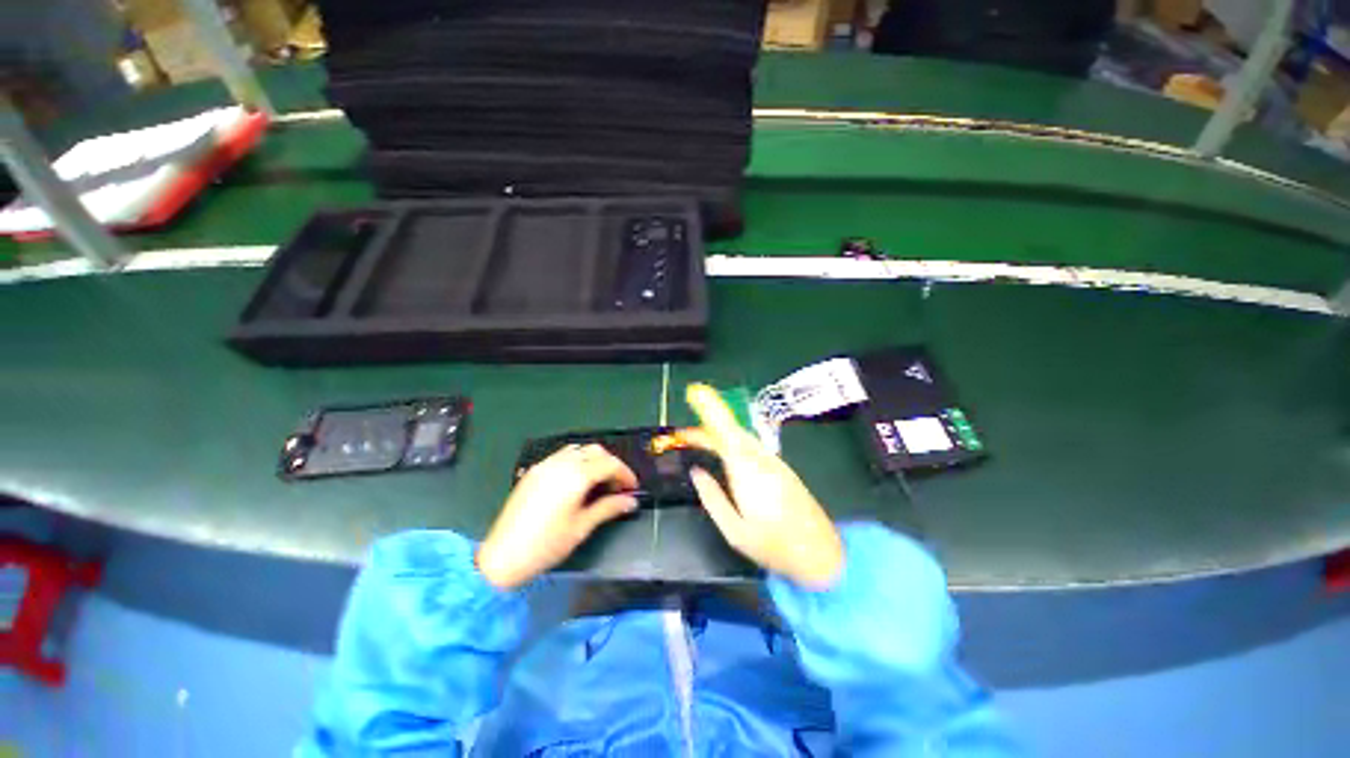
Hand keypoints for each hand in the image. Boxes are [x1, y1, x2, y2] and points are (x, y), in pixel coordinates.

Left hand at [476, 444, 638, 589]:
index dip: (625, 474)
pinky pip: (562, 455)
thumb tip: (630, 502)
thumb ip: (608, 508)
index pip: (610, 464)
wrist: (503, 556)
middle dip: (611, 465)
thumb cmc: (547, 544)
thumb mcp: (582, 527)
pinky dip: (577, 461)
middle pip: (596, 451)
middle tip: (617, 486)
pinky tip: (577, 481)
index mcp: (576, 476)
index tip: (632, 488)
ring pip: (579, 449)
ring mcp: (546, 464)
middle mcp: (562, 463)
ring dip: (594, 460)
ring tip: (598, 482)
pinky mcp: (534, 471)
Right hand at [681, 383, 844, 589]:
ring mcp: (776, 463)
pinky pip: (754, 448)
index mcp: (748, 472)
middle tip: (687, 438)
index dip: (708, 412)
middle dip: (709, 428)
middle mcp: (763, 460)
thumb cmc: (774, 546)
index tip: (691, 403)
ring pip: (744, 438)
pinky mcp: (784, 469)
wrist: (821, 554)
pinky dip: (736, 444)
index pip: (724, 433)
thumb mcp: (734, 530)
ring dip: (722, 435)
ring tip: (702, 444)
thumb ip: (712, 497)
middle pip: (733, 432)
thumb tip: (696, 471)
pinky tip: (728, 457)